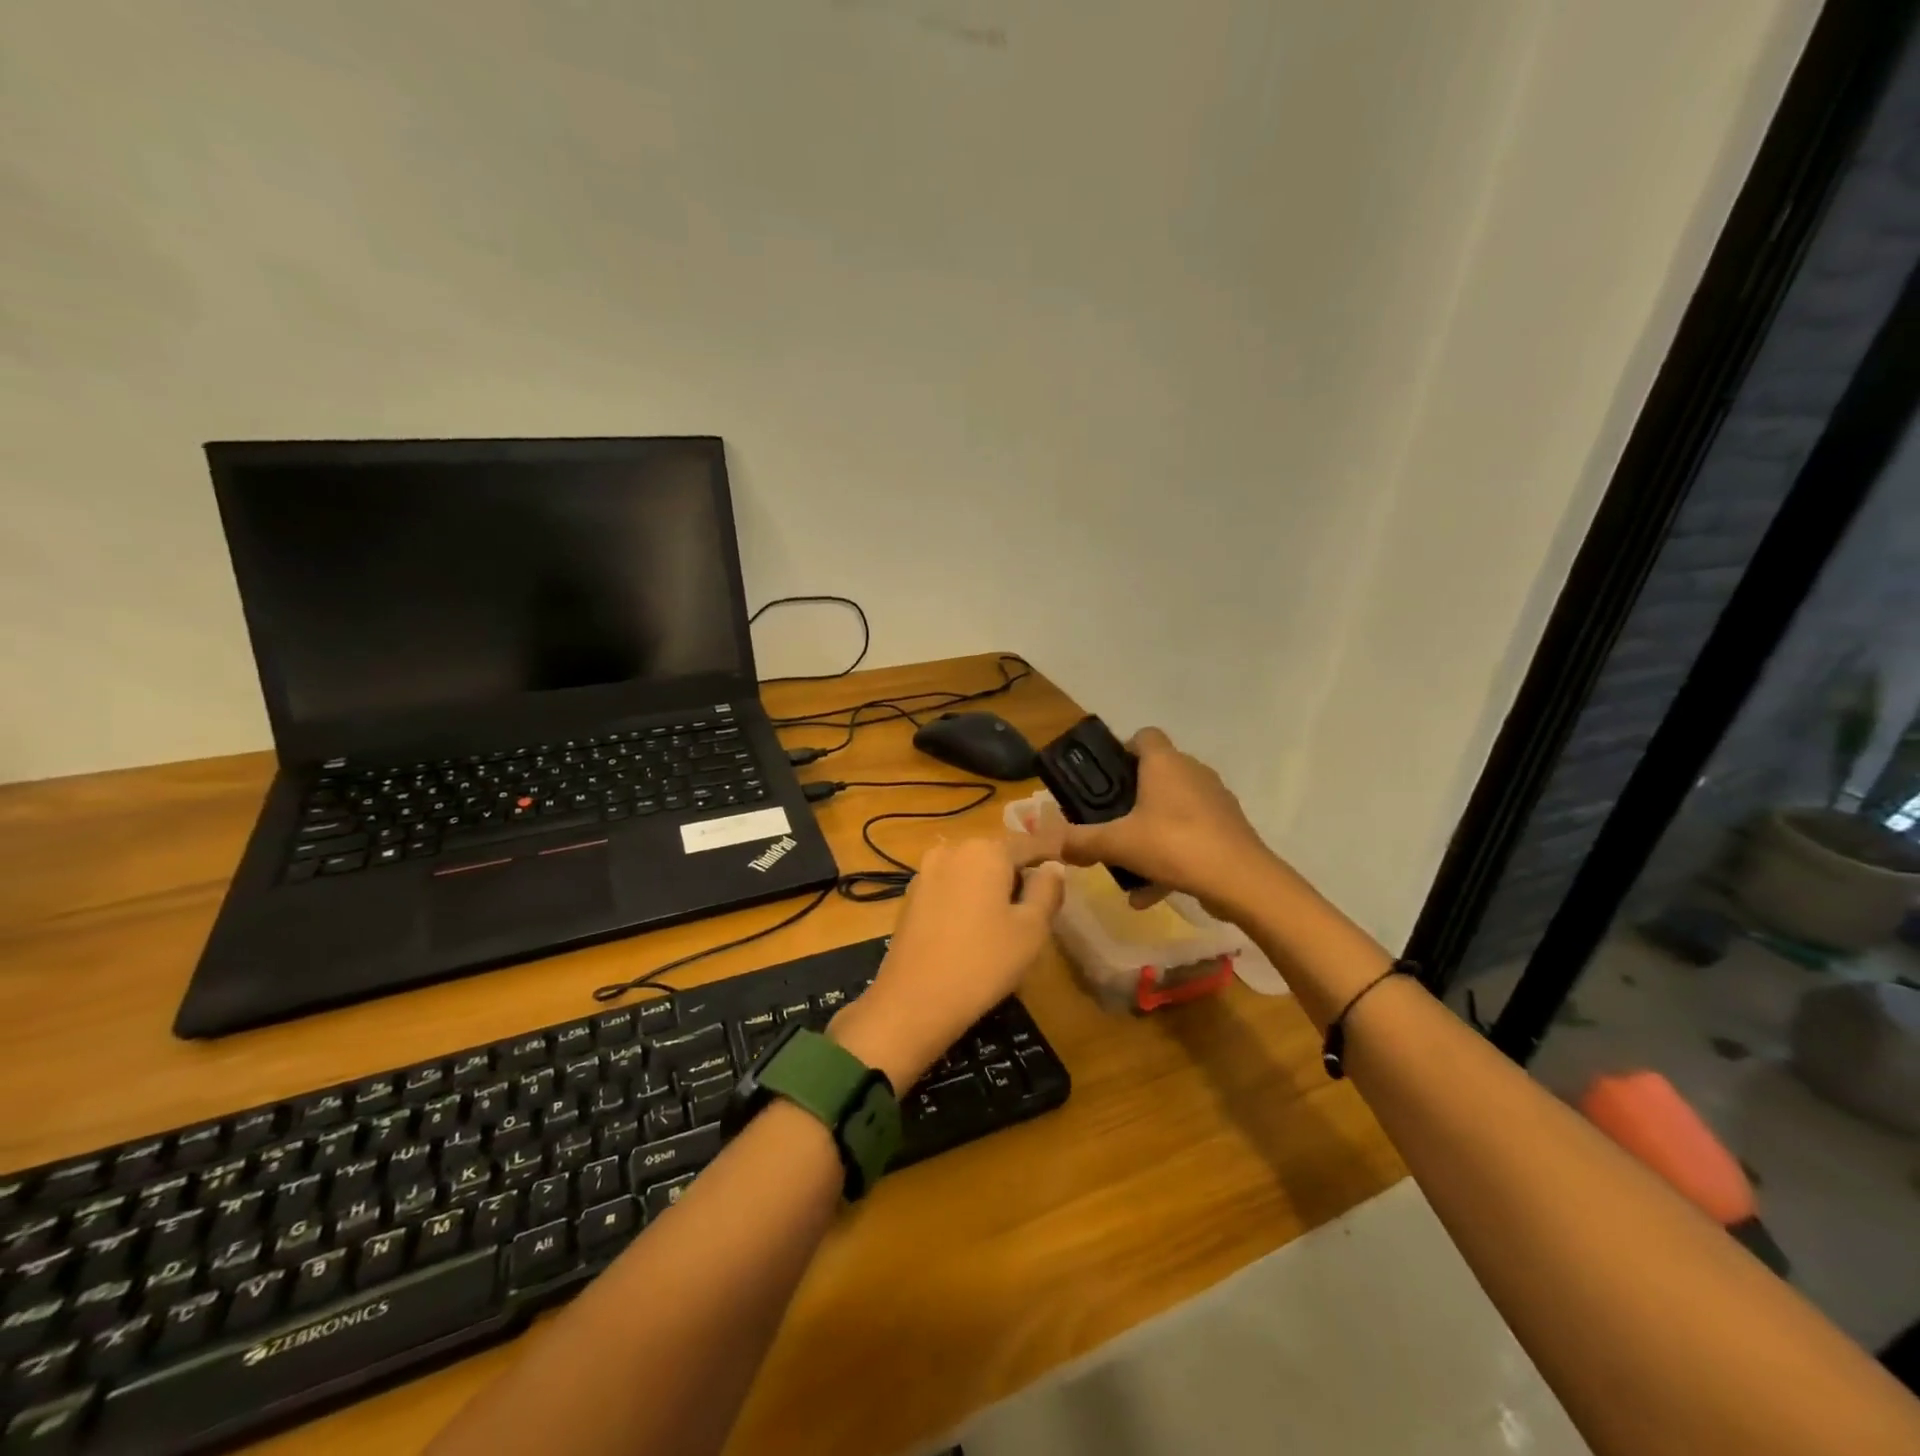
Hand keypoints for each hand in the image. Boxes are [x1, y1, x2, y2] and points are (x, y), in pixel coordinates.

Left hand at [830, 835, 1064, 1089]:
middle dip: (1018, 872)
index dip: (1050, 855)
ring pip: (971, 870)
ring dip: (991, 885)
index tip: (1067, 865)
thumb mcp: (1031, 929)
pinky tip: (973, 929)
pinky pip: (950, 886)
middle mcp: (952, 849)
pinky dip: (966, 898)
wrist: (913, 1001)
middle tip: (1038, 903)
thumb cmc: (983, 962)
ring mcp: (926, 871)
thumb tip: (1052, 867)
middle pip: (997, 854)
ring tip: (1007, 920)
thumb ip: (1047, 890)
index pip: (1029, 844)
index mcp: (986, 849)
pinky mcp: (911, 896)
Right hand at [1048, 727, 1280, 916]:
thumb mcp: (1117, 844)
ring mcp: (1215, 801)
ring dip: (1150, 834)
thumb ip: (1081, 841)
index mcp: (1165, 763)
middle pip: (1157, 774)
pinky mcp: (1228, 829)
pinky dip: (1170, 859)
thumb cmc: (1174, 844)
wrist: (1241, 880)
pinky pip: (1190, 836)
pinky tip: (1150, 894)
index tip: (1105, 778)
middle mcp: (1193, 772)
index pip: (1144, 735)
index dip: (1122, 750)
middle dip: (1132, 799)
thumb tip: (1054, 844)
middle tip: (1110, 823)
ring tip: (1128, 867)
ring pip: (1173, 810)